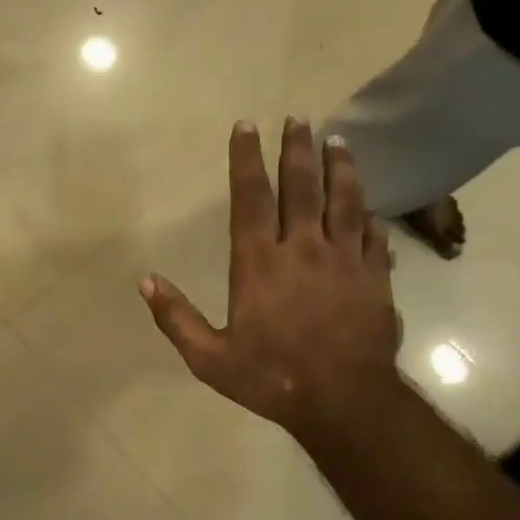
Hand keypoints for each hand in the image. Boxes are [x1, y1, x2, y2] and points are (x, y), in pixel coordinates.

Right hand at [141, 119, 401, 443]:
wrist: (344, 401)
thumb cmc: (270, 378)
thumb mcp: (209, 358)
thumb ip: (176, 318)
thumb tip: (145, 281)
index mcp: (258, 264)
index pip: (250, 198)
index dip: (246, 159)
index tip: (247, 126)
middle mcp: (302, 249)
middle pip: (301, 187)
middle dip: (296, 150)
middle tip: (298, 119)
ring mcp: (344, 260)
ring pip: (344, 201)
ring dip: (340, 168)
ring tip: (337, 141)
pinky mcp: (375, 277)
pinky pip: (373, 235)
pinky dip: (369, 215)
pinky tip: (369, 205)